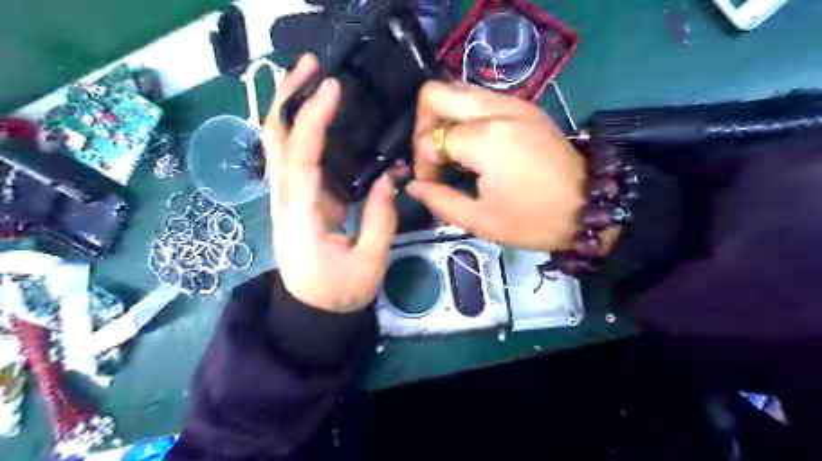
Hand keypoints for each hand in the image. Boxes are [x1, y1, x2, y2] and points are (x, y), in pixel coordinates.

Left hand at [264, 54, 398, 312]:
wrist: (312, 312)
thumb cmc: (339, 292)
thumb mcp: (369, 262)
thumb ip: (381, 219)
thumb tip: (390, 179)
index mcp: (302, 213)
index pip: (302, 154)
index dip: (315, 117)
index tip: (334, 86)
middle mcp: (286, 198)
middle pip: (273, 137)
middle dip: (287, 96)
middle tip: (310, 65)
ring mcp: (289, 197)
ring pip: (278, 143)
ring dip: (291, 106)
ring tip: (312, 78)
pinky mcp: (299, 200)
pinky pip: (295, 158)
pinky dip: (303, 130)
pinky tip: (322, 116)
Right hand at [408, 83, 587, 255]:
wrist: (589, 207)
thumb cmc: (534, 220)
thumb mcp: (481, 220)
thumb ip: (440, 200)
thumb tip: (414, 186)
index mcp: (485, 139)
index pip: (431, 138)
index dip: (422, 163)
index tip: (431, 184)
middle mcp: (496, 109)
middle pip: (437, 92)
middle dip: (423, 124)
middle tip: (433, 156)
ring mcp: (514, 103)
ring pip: (458, 90)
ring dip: (444, 117)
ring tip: (451, 151)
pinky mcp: (525, 106)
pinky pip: (481, 98)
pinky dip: (465, 116)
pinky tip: (472, 145)